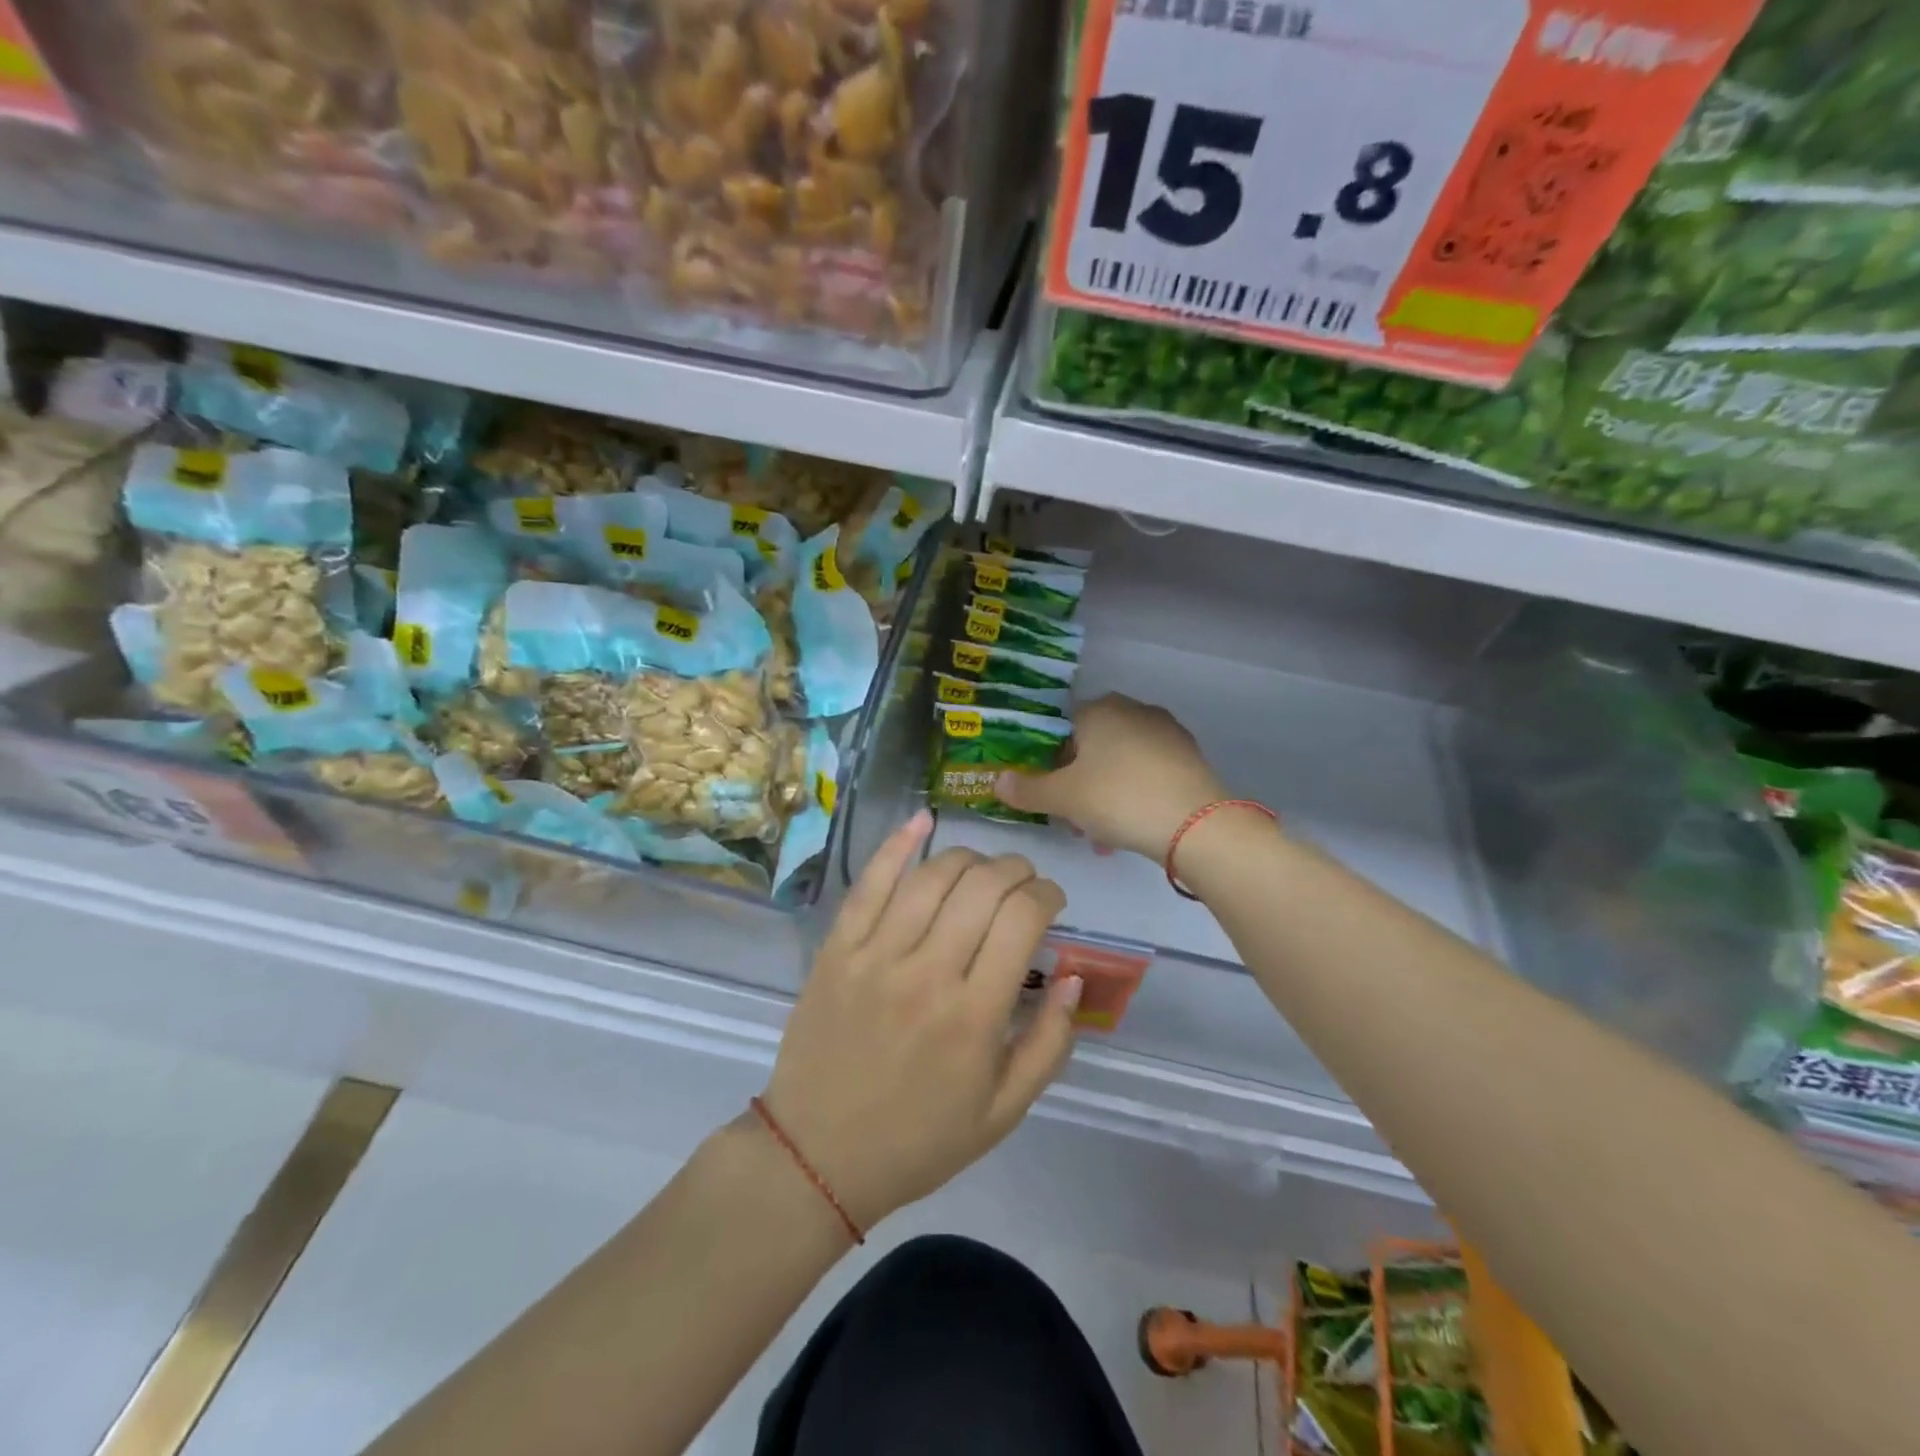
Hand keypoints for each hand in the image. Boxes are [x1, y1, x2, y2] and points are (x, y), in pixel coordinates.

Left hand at [763, 811, 1078, 1230]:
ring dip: (970, 857)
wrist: (817, 1156)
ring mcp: (876, 955)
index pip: (1023, 919)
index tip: (1051, 902)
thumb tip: (1072, 975)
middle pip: (983, 887)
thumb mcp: (1003, 1112)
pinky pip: (869, 882)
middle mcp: (928, 973)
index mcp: (975, 1016)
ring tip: (983, 868)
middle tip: (1023, 882)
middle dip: (1016, 869)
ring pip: (933, 876)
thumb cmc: (918, 1139)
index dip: (1047, 895)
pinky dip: (898, 845)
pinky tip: (922, 820)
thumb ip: (1049, 1043)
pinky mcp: (837, 949)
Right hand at [995, 694, 1226, 861]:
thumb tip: (997, 781)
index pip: (1060, 729)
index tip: (1050, 795)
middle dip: (1078, 784)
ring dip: (1104, 795)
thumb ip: (1027, 790)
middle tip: (1074, 820)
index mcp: (1099, 710)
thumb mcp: (1063, 798)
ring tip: (1103, 835)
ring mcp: (1165, 731)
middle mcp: (1133, 710)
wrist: (1197, 824)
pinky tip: (1132, 828)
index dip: (1048, 763)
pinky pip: (1147, 772)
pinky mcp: (1189, 756)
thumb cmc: (1119, 799)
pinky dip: (1133, 795)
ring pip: (1119, 763)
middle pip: (1091, 747)